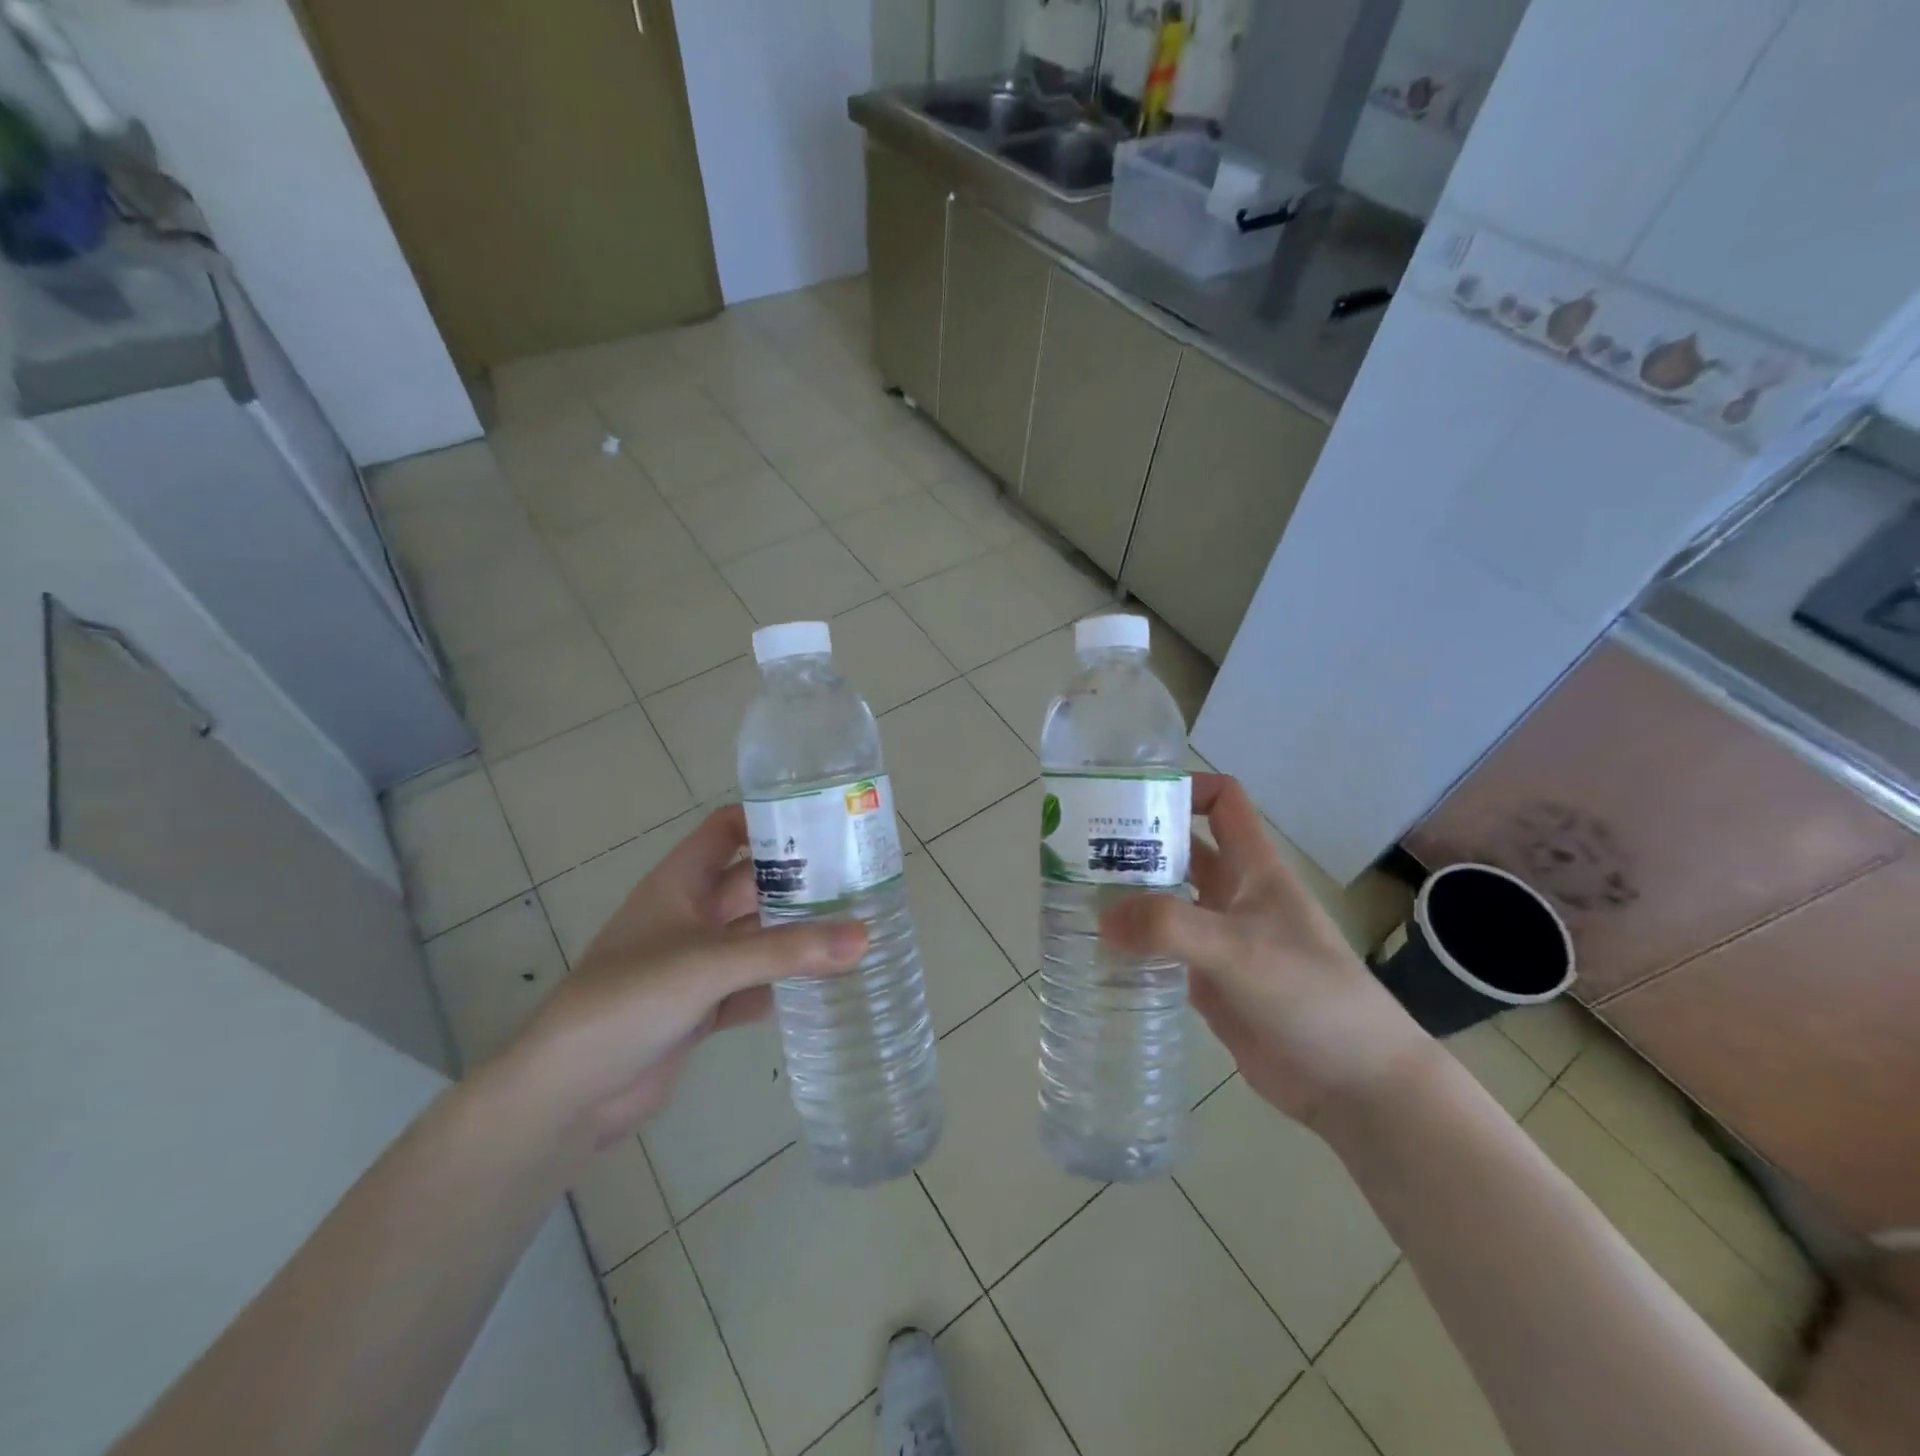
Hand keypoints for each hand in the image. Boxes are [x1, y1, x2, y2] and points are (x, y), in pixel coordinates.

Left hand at [493, 806, 866, 1148]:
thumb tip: (865, 935)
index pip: (727, 830)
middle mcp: (691, 916)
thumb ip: (786, 950)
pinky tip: (827, 985)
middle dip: (800, 881)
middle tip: (862, 879)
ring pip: (758, 937)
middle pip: (753, 884)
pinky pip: (755, 985)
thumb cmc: (629, 1000)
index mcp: (680, 883)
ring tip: (859, 927)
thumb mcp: (709, 964)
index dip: (768, 818)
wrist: (569, 1092)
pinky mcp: (703, 1007)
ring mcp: (697, 964)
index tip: (824, 821)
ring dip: (798, 936)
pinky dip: (785, 985)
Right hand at [1100, 774, 1429, 1127]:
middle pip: (1181, 850)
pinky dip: (1135, 944)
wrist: (1354, 1082)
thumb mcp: (1240, 949)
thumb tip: (1101, 916)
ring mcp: (1221, 939)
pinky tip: (1100, 950)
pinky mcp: (1210, 981)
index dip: (1184, 787)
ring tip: (1076, 896)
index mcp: (1254, 869)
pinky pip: (1163, 949)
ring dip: (1130, 895)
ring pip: (1168, 900)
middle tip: (1081, 851)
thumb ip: (1170, 927)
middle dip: (1138, 843)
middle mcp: (1235, 895)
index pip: (1223, 802)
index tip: (1131, 799)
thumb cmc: (1310, 995)